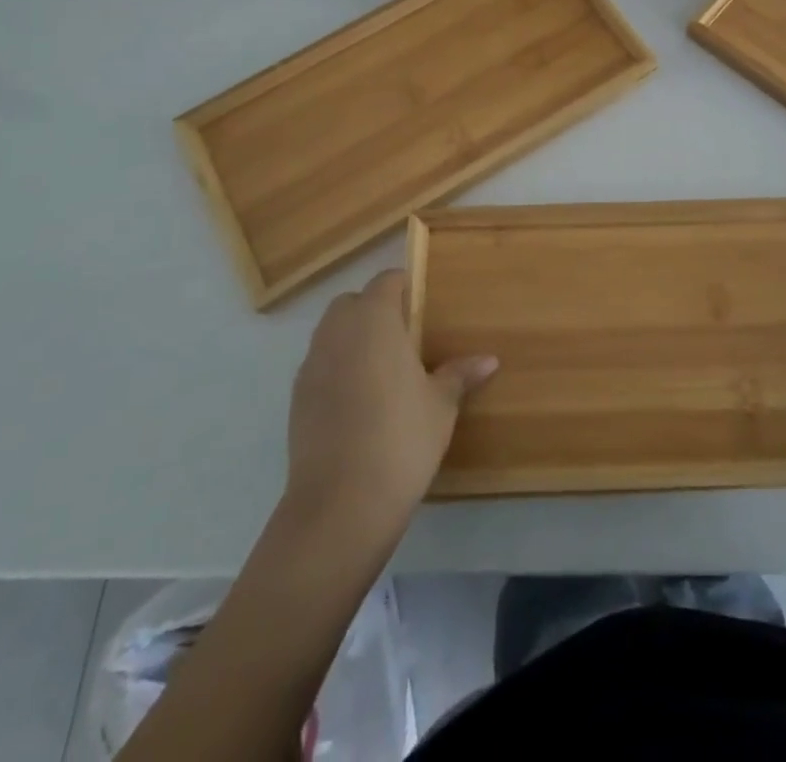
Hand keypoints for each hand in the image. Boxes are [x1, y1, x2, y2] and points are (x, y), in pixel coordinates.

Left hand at [283, 270, 496, 537]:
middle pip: (352, 302)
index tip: (424, 307)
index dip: (404, 287)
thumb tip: (489, 360)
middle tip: (405, 338)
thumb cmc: (401, 438)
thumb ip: (459, 375)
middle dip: (374, 310)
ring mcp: (311, 365)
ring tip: (384, 371)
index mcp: (374, 320)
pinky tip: (360, 403)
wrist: (340, 504)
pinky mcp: (296, 398)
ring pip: (331, 333)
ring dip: (353, 339)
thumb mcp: (441, 405)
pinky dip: (337, 370)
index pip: (386, 281)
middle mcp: (338, 332)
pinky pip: (320, 366)